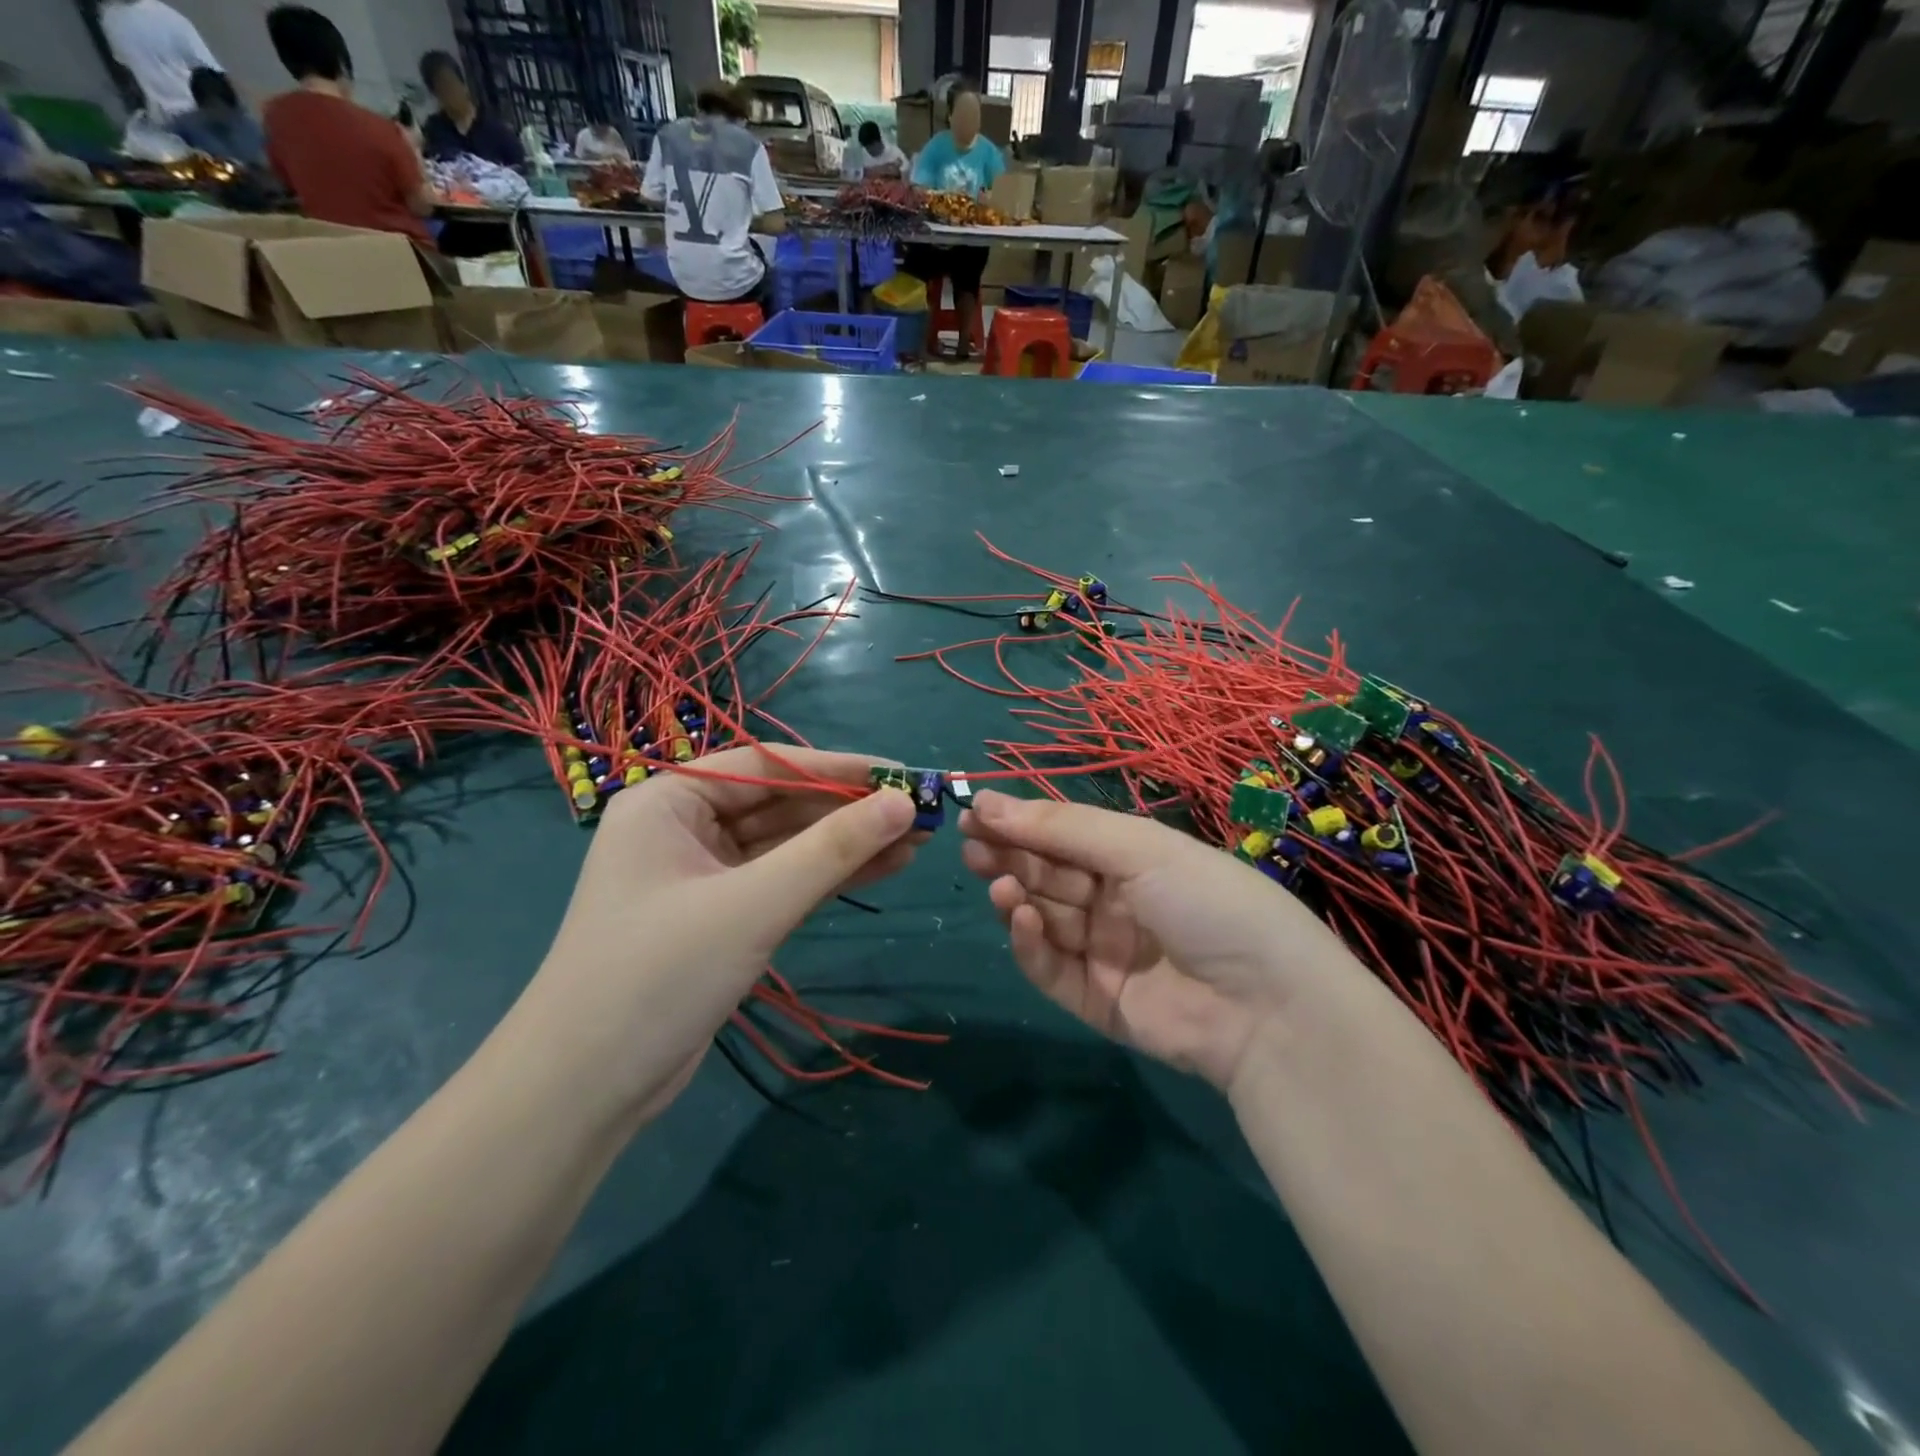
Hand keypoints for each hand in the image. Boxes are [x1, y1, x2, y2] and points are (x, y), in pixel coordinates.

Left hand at [515, 747, 920, 1122]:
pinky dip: (827, 877)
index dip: (839, 769)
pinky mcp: (720, 916)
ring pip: (787, 845)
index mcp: (670, 801)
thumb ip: (831, 850)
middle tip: (917, 814)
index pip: (767, 766)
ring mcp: (702, 874)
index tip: (899, 774)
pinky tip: (881, 869)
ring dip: (846, 845)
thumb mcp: (754, 904)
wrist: (586, 1090)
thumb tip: (901, 803)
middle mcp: (683, 827)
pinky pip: (782, 881)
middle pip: (780, 804)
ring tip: (915, 841)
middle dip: (849, 812)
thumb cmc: (661, 974)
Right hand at [960, 791, 1360, 1091]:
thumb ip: (1062, 828)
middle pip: (1049, 874)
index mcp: (1135, 860)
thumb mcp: (1140, 848)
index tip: (975, 812)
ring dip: (1015, 895)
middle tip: (969, 844)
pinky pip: (1051, 968)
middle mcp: (1117, 902)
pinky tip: (1018, 918)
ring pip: (1044, 918)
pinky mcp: (1095, 1000)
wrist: (1267, 1007)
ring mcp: (1105, 953)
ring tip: (995, 880)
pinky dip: (1029, 942)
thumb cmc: (1207, 902)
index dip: (1021, 822)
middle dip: (1009, 855)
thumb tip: (989, 801)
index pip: (1065, 836)